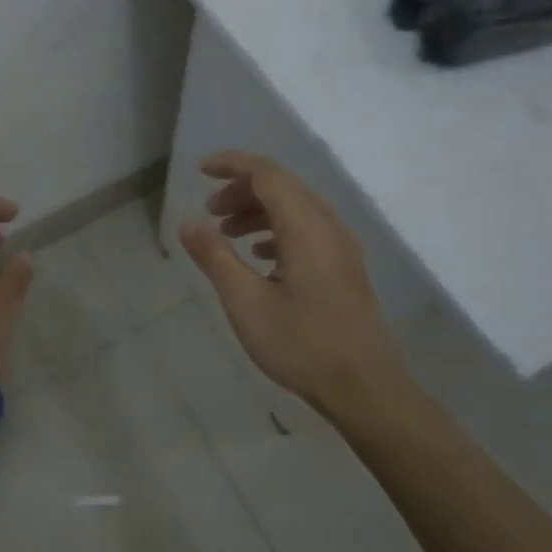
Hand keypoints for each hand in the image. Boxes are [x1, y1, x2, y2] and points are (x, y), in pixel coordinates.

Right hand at [179, 151, 408, 416]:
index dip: (232, 165)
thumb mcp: (246, 302)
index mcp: (306, 227)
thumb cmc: (301, 344)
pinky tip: (260, 256)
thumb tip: (188, 222)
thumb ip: (215, 257)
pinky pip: (308, 230)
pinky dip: (277, 230)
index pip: (268, 174)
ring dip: (258, 211)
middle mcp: (329, 226)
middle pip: (283, 187)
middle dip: (242, 190)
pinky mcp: (345, 267)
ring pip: (296, 209)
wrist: (364, 387)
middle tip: (210, 212)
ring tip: (227, 233)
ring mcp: (341, 247)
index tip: (199, 170)